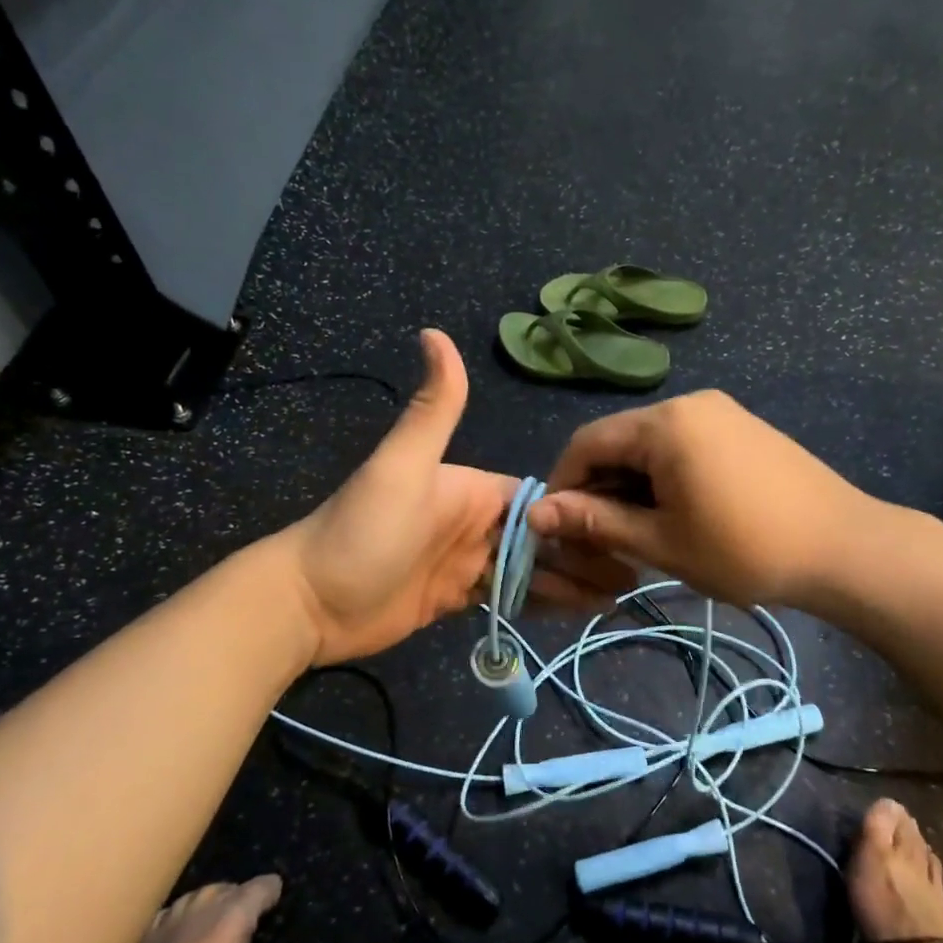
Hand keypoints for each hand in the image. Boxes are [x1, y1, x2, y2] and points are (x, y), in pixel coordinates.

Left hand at [282, 331, 617, 665]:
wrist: (308, 603)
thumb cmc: (362, 532)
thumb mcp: (401, 466)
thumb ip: (433, 408)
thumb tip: (434, 331)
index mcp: (473, 488)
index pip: (539, 498)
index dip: (581, 513)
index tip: (626, 531)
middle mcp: (476, 521)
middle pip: (544, 537)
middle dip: (587, 552)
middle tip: (635, 577)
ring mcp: (467, 561)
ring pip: (533, 569)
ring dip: (573, 580)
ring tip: (619, 598)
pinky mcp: (457, 597)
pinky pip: (510, 597)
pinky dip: (543, 603)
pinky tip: (578, 612)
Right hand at [528, 390, 863, 608]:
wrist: (844, 548)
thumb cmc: (746, 549)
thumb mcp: (662, 542)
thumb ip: (596, 523)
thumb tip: (535, 514)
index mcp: (665, 423)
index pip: (587, 442)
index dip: (565, 484)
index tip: (561, 528)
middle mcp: (689, 403)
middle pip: (619, 439)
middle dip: (601, 487)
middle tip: (602, 538)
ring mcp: (720, 411)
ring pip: (651, 444)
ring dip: (633, 484)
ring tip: (640, 532)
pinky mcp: (741, 426)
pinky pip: (683, 444)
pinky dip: (665, 475)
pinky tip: (677, 513)